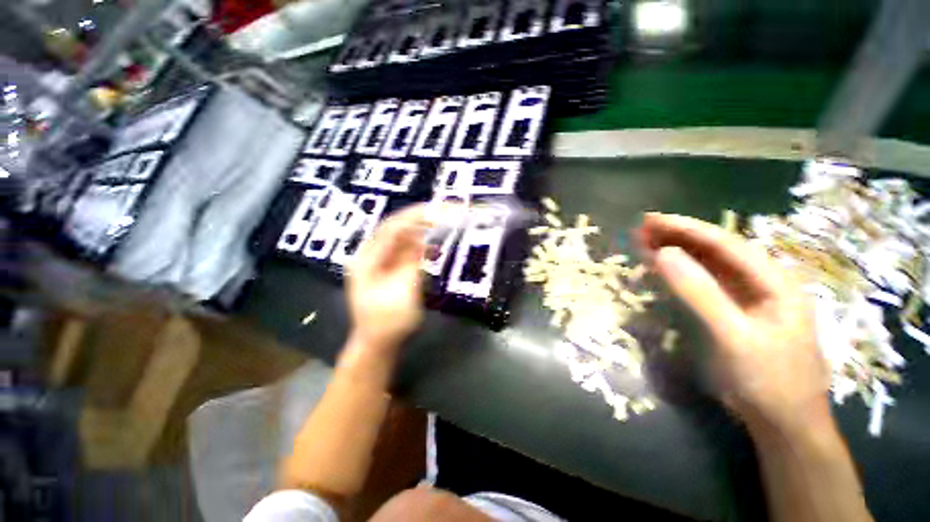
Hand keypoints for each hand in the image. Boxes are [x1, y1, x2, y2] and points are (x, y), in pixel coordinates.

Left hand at [347, 204, 427, 356]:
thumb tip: (424, 240)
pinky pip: (406, 251)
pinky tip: (434, 247)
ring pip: (403, 238)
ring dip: (422, 231)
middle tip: (444, 213)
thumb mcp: (403, 293)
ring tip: (442, 225)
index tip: (437, 210)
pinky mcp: (390, 269)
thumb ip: (413, 263)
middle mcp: (371, 255)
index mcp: (367, 259)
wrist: (379, 343)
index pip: (392, 228)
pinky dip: (421, 246)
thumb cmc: (388, 322)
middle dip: (421, 220)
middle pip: (397, 229)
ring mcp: (380, 262)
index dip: (415, 217)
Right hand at [638, 213, 831, 436]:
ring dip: (675, 252)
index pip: (724, 242)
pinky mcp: (733, 310)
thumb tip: (662, 254)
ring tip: (643, 242)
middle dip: (677, 236)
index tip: (650, 220)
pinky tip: (661, 268)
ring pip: (707, 265)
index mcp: (773, 280)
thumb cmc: (768, 379)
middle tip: (640, 229)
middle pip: (715, 249)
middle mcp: (761, 281)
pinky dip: (680, 273)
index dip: (685, 228)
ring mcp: (747, 296)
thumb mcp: (734, 336)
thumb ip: (700, 293)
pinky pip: (703, 283)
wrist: (783, 422)